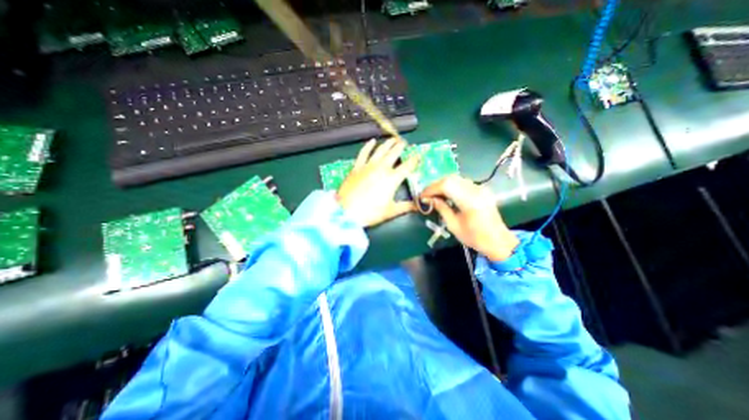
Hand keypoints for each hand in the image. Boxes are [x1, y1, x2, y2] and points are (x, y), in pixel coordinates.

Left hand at [337, 138, 418, 227]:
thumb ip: (406, 206)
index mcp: (393, 179)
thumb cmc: (371, 212)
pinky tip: (372, 141)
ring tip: (393, 139)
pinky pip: (364, 153)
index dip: (415, 159)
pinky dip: (368, 146)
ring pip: (381, 150)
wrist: (347, 211)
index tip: (419, 155)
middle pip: (394, 153)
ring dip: (388, 143)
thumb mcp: (391, 211)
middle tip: (405, 143)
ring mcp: (368, 166)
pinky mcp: (357, 167)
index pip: (408, 166)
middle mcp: (382, 168)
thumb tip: (418, 206)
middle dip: (401, 146)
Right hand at [420, 174, 521, 259]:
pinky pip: (463, 182)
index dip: (431, 189)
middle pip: (451, 178)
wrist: (498, 241)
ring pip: (456, 178)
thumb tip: (429, 200)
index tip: (422, 196)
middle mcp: (476, 190)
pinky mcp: (482, 189)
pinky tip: (446, 194)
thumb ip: (441, 209)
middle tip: (426, 195)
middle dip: (435, 185)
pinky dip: (451, 185)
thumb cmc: (475, 237)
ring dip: (443, 184)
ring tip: (434, 194)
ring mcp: (480, 188)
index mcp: (470, 201)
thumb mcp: (453, 226)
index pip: (446, 185)